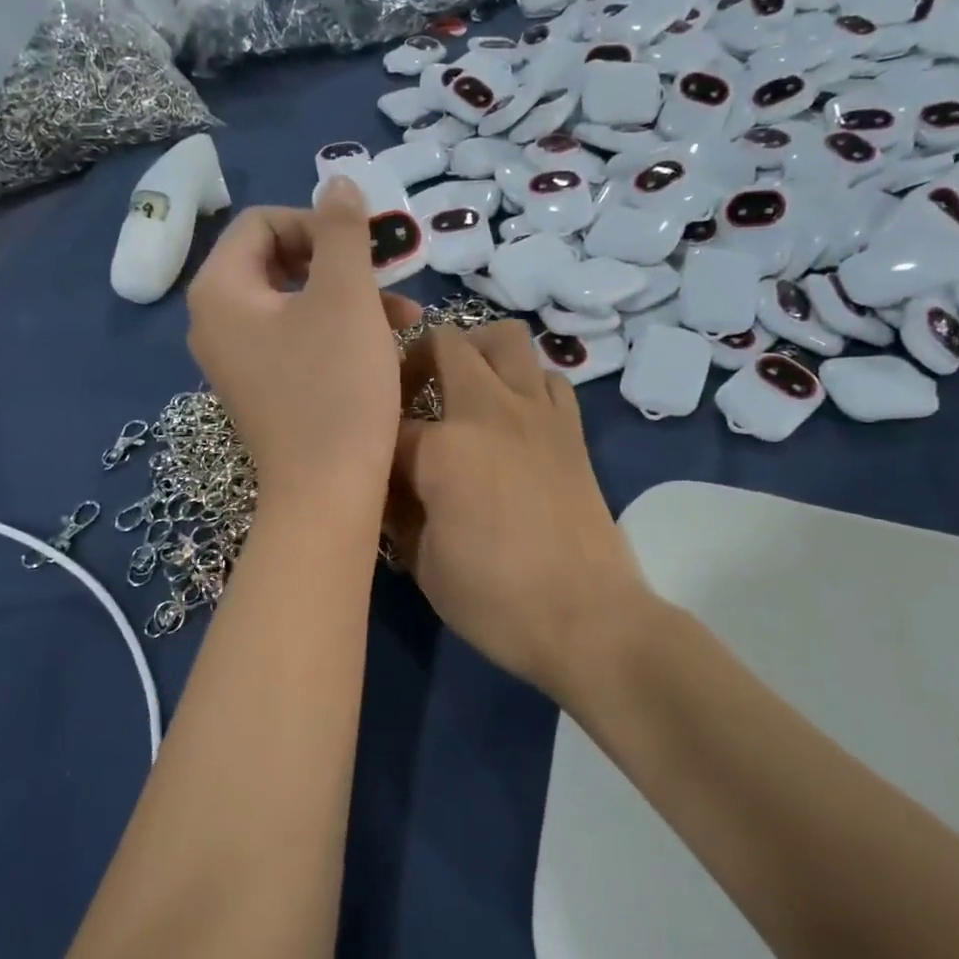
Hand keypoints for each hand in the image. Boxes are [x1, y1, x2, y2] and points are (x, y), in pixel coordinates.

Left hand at [186, 180, 419, 505]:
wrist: (327, 493)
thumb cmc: (335, 387)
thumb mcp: (346, 296)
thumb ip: (342, 230)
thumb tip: (338, 180)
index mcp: (220, 291)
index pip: (263, 223)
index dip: (319, 223)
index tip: (367, 248)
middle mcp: (215, 322)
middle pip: (278, 261)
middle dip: (340, 262)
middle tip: (390, 276)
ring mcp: (237, 360)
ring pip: (295, 302)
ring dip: (349, 297)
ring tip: (405, 315)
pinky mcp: (263, 389)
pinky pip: (296, 339)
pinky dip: (337, 332)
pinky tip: (383, 346)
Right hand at [387, 320, 656, 698]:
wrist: (587, 618)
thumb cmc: (495, 599)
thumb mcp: (422, 563)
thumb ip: (397, 511)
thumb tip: (387, 484)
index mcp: (443, 447)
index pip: (388, 423)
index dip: (373, 444)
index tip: (370, 465)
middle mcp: (490, 411)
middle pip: (446, 344)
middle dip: (417, 358)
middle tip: (408, 393)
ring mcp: (537, 412)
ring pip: (507, 339)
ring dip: (476, 352)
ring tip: (463, 390)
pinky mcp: (571, 428)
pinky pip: (547, 377)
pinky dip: (524, 381)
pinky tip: (513, 416)